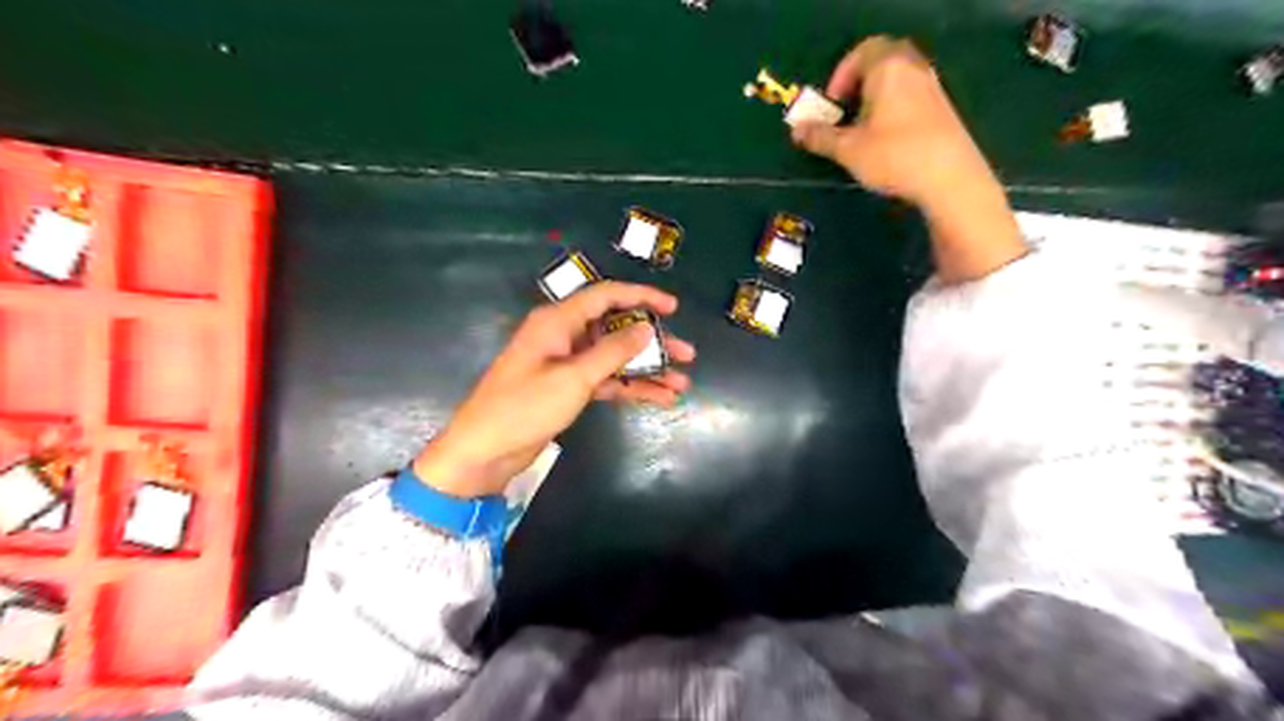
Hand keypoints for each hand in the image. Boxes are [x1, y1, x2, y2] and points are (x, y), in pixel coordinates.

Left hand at [411, 279, 692, 493]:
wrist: (485, 451)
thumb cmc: (524, 407)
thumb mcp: (573, 378)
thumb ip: (612, 351)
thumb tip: (645, 329)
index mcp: (558, 321)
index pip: (606, 296)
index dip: (642, 297)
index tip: (674, 308)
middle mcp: (564, 336)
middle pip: (616, 329)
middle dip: (653, 342)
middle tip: (687, 354)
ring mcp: (567, 364)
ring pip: (615, 357)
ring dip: (647, 369)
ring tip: (681, 383)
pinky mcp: (568, 388)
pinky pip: (607, 380)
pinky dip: (631, 387)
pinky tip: (659, 398)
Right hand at [799, 34, 1029, 284]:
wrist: (950, 178)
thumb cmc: (893, 156)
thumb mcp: (848, 150)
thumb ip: (821, 137)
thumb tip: (797, 130)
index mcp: (888, 68)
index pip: (862, 52)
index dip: (841, 75)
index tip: (831, 105)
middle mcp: (913, 69)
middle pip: (883, 60)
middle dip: (859, 82)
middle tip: (846, 110)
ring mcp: (932, 88)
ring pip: (899, 79)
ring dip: (877, 97)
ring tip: (864, 130)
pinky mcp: (944, 109)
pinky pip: (912, 96)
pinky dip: (895, 108)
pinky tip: (889, 140)